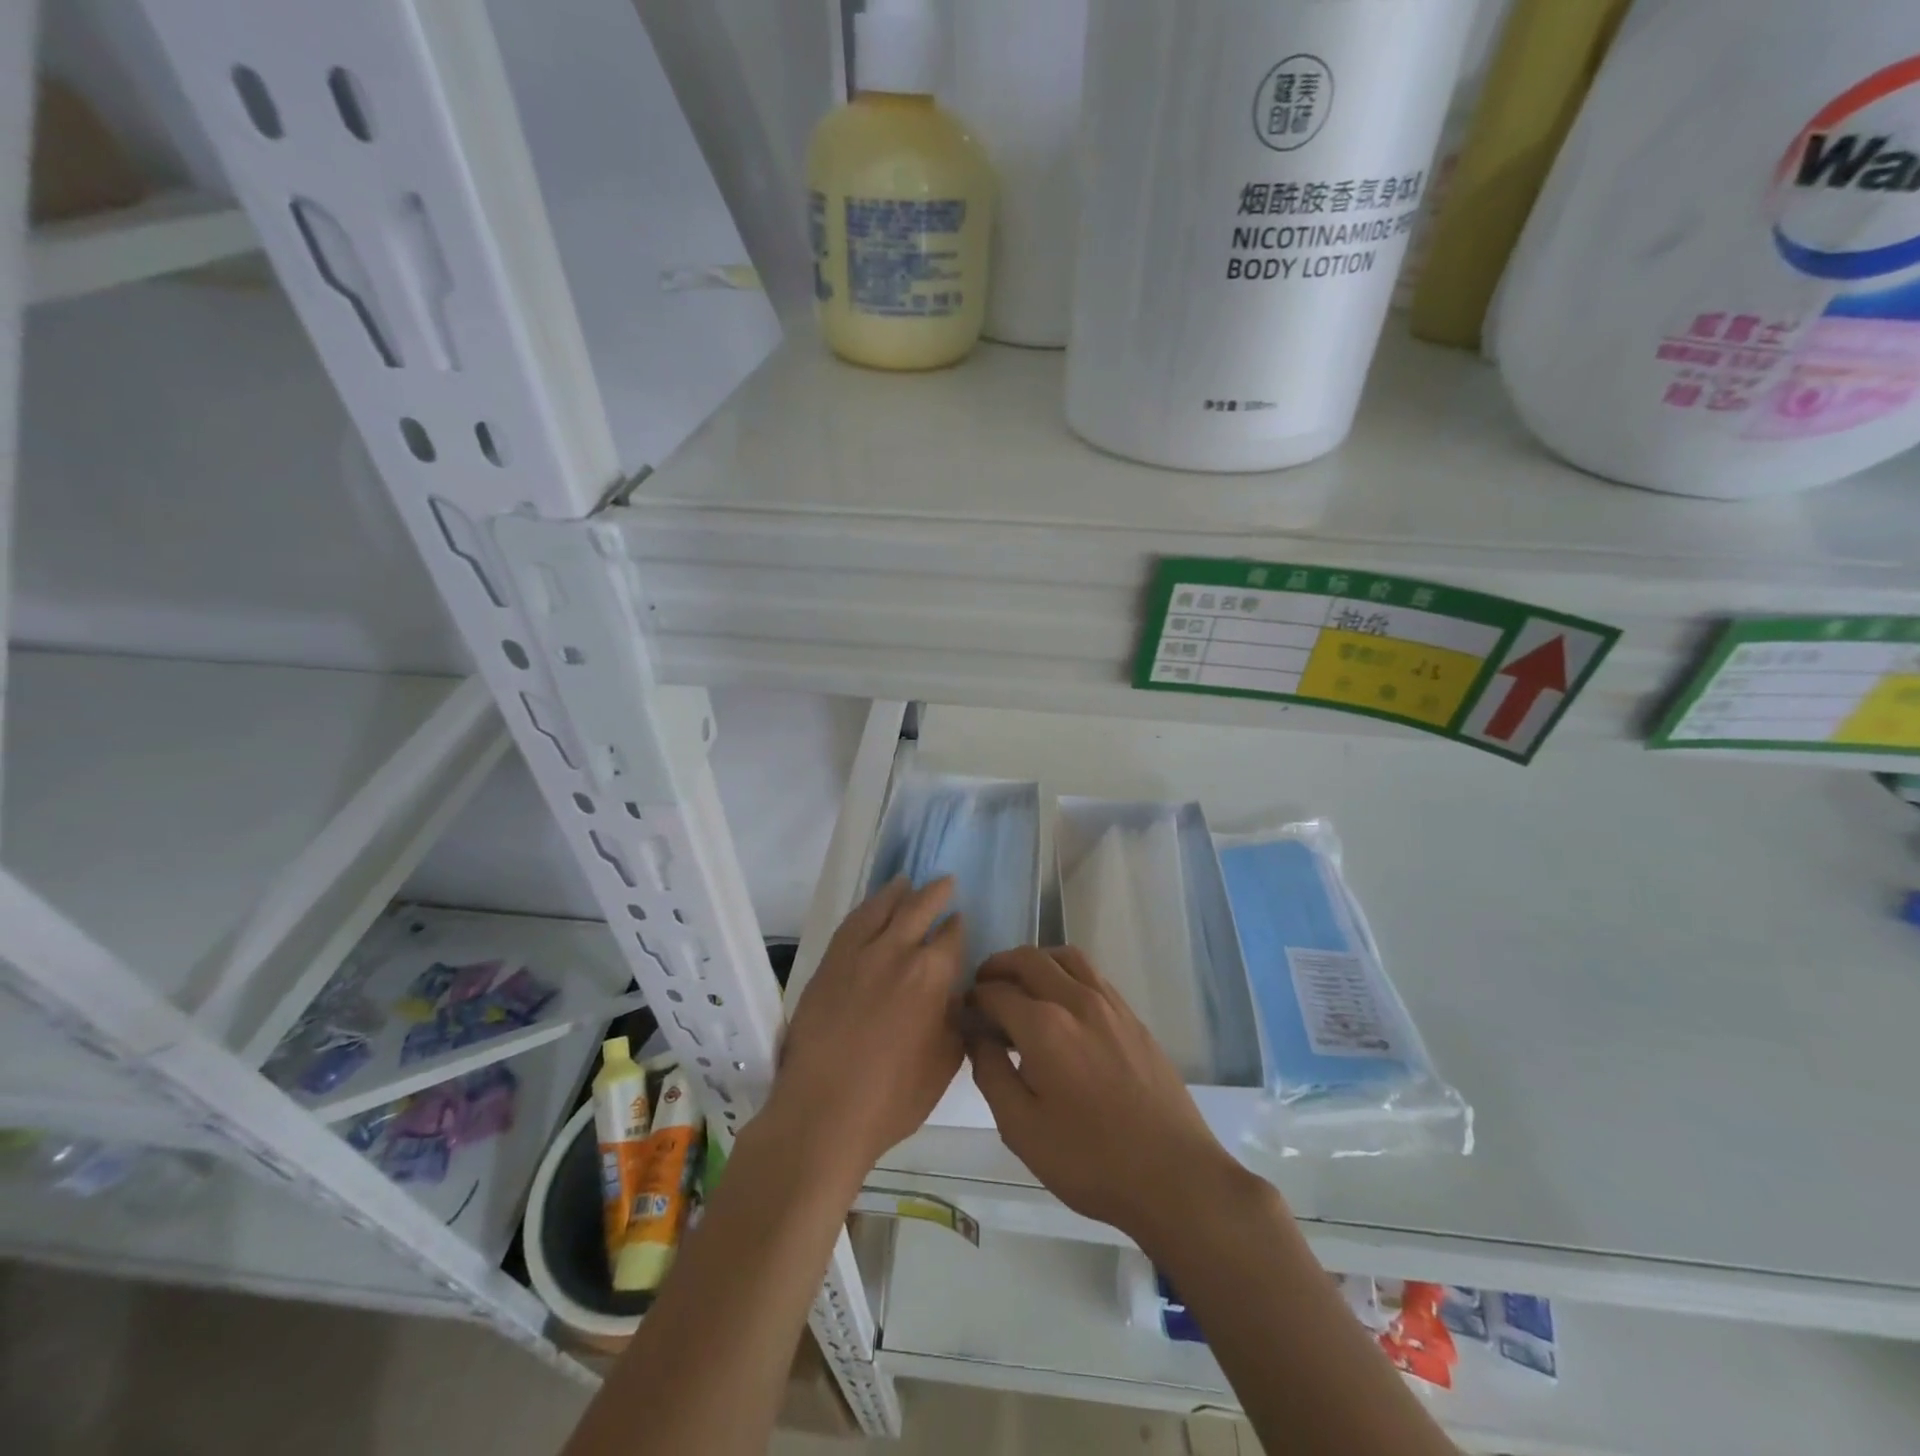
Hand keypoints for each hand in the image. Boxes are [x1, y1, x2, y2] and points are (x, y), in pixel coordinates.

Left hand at [769, 877, 965, 1183]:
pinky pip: (851, 924)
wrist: (824, 1110)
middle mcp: (896, 952)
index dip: (958, 925)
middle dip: (936, 893)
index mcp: (931, 975)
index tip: (961, 919)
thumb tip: (957, 993)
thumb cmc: (894, 1096)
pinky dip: (866, 909)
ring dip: (898, 892)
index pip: (951, 936)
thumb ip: (956, 1019)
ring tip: (906, 882)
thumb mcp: (945, 1061)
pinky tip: (871, 908)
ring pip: (882, 908)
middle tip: (946, 882)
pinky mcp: (829, 963)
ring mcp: (858, 954)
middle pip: (919, 908)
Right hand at [966, 945, 1244, 1249]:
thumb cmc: (1090, 1159)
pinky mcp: (1132, 1017)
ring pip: (1065, 957)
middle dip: (998, 967)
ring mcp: (1110, 1004)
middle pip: (1029, 959)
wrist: (1173, 1175)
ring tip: (1021, 986)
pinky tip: (1061, 1004)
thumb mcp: (1022, 1129)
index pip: (996, 993)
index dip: (973, 1000)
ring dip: (1035, 962)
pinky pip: (1091, 975)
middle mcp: (1076, 1001)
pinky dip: (1065, 973)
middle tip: (983, 988)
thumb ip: (991, 1074)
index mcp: (1044, 1027)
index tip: (963, 1014)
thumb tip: (976, 1036)